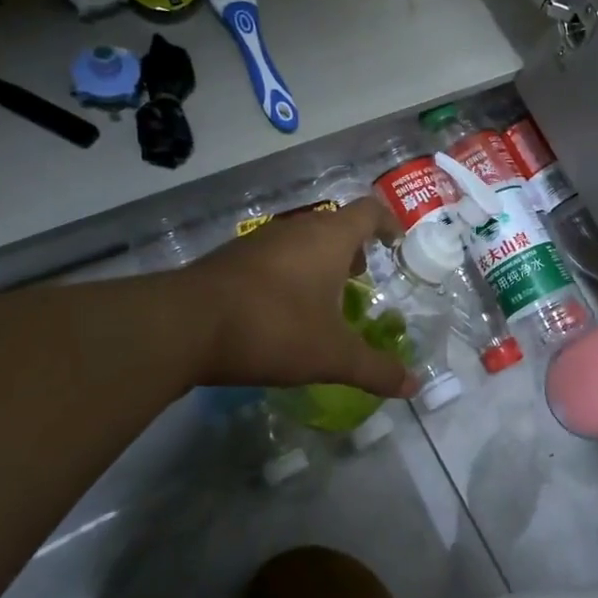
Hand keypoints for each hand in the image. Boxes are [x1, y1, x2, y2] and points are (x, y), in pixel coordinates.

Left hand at [181, 200, 417, 398]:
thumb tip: (414, 386)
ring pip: (300, 241)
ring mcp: (258, 241)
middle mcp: (296, 229)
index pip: (369, 211)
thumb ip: (375, 369)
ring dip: (318, 261)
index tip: (396, 243)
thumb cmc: (273, 328)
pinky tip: (281, 310)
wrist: (183, 326)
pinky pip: (272, 257)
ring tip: (324, 298)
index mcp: (328, 238)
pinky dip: (287, 273)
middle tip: (362, 278)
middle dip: (352, 249)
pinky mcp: (229, 259)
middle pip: (334, 225)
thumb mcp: (332, 356)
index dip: (388, 223)